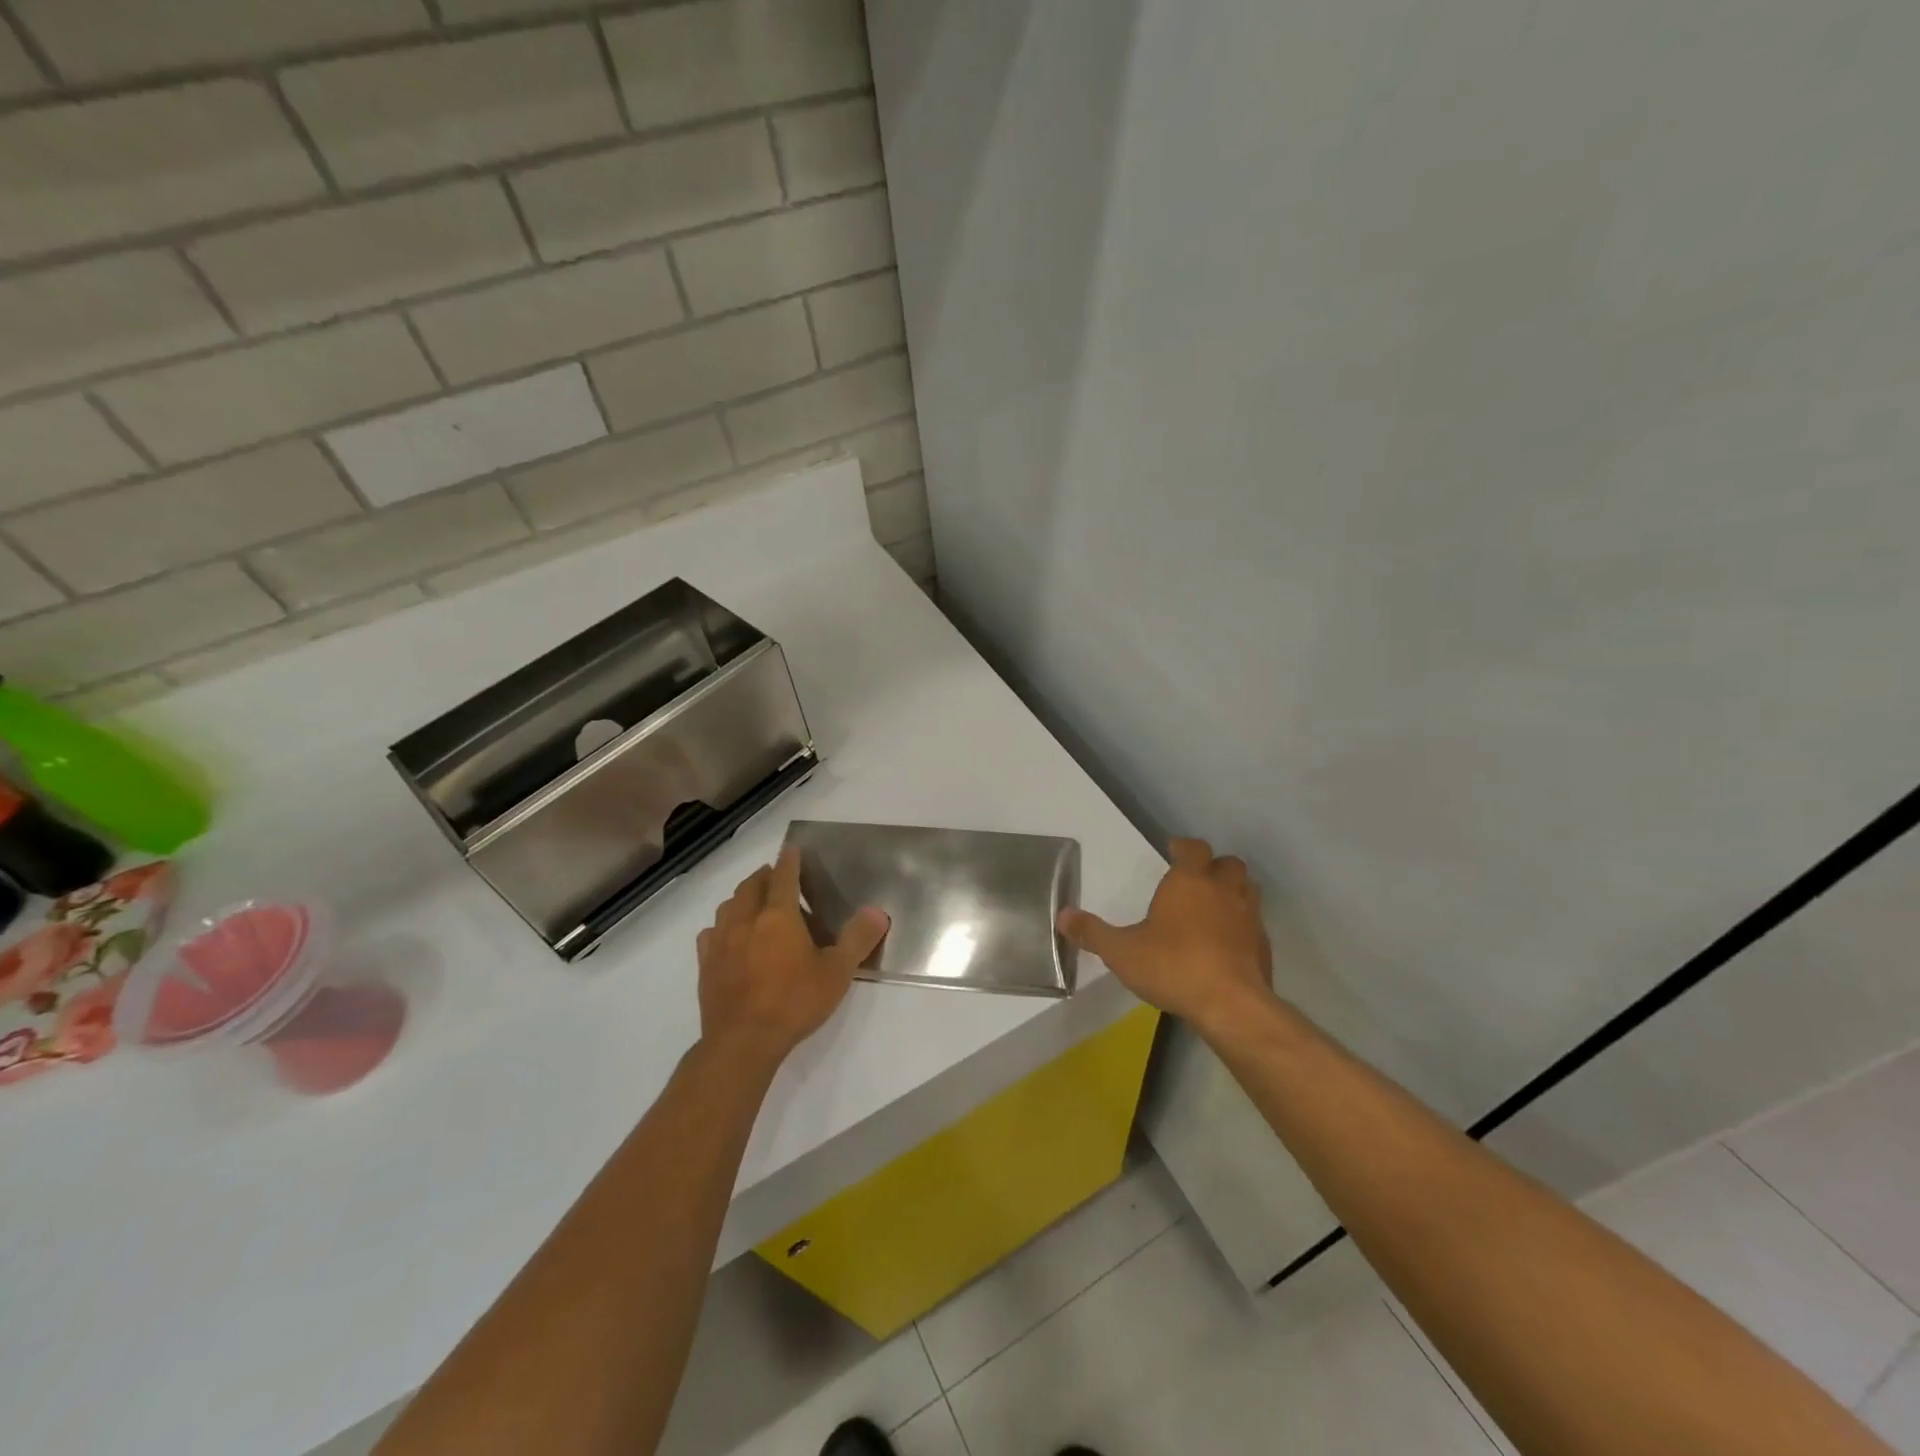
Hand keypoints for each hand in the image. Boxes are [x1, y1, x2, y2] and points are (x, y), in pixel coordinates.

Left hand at [696, 847, 889, 1066]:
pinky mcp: (706, 964)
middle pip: (752, 886)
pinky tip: (729, 938)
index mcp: (778, 916)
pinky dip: (722, 926)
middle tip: (778, 878)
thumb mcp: (837, 972)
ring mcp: (721, 941)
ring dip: (743, 898)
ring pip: (728, 906)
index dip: (790, 860)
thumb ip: (858, 939)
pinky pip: (711, 933)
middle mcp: (746, 920)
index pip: (784, 876)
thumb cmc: (794, 1002)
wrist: (742, 1042)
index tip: (792, 849)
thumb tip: (877, 911)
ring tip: (754, 905)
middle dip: (765, 876)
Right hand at [1058, 837, 1274, 1033]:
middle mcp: (1223, 890)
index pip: (1193, 848)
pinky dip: (1242, 926)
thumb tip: (1062, 915)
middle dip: (1213, 866)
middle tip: (1196, 879)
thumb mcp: (1122, 952)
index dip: (1183, 847)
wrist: (1231, 1005)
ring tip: (1214, 906)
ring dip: (1233, 891)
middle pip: (1228, 863)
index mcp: (1189, 881)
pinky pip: (1254, 924)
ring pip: (1247, 889)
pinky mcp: (1263, 946)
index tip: (1173, 850)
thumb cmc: (1173, 966)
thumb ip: (1092, 932)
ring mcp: (1248, 917)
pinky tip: (1227, 944)